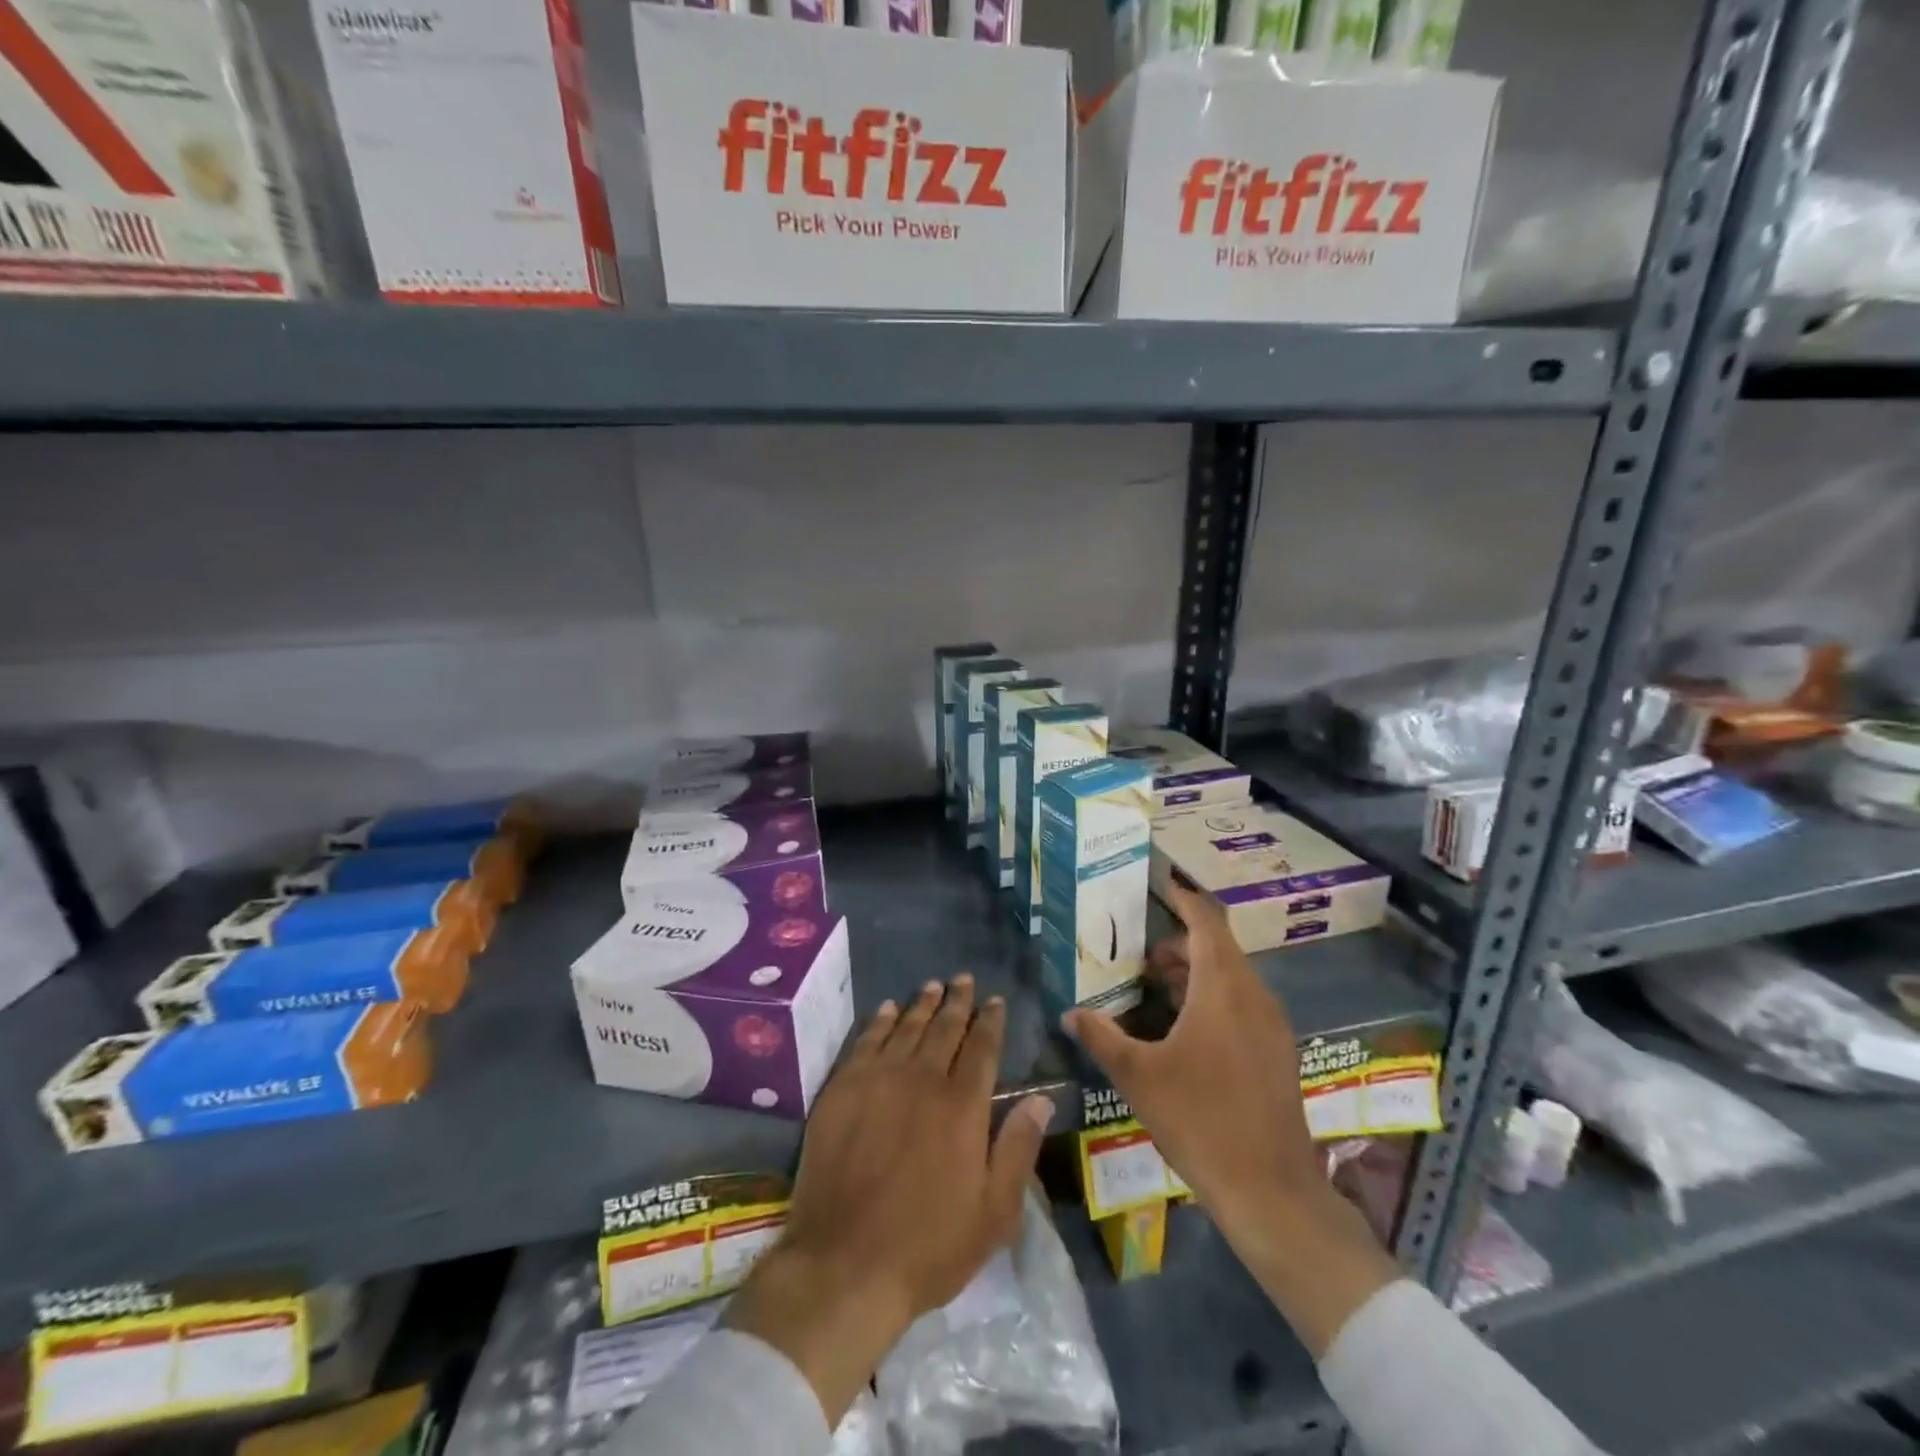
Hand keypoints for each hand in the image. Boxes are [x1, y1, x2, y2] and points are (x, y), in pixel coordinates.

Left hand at [727, 975, 1052, 1424]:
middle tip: (964, 979)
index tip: (996, 1000)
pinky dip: (879, 1021)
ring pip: (906, 1027)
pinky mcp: (842, 1089)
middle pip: (944, 1028)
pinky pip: (866, 1041)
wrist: (844, 1263)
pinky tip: (886, 1009)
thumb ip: (1018, 1148)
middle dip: (958, 1002)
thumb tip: (1040, 1098)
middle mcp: (922, 1079)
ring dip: (922, 1004)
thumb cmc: (929, 1246)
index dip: (991, 1021)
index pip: (982, 1048)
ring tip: (933, 986)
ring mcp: (878, 1080)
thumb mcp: (994, 1213)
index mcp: (962, 1106)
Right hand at [1064, 881, 1321, 1219]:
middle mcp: (1253, 995)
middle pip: (1218, 947)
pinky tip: (1185, 1029)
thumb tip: (1070, 1013)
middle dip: (1178, 944)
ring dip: (1195, 972)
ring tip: (1155, 989)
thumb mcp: (1138, 1076)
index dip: (1183, 897)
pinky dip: (1213, 997)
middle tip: (1139, 955)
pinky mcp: (1277, 1051)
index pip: (1206, 920)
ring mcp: (1271, 1025)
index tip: (1159, 883)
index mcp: (1223, 988)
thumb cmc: (1200, 1119)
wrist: (1271, 1190)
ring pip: (1231, 977)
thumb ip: (1101, 1036)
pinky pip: (1242, 1003)